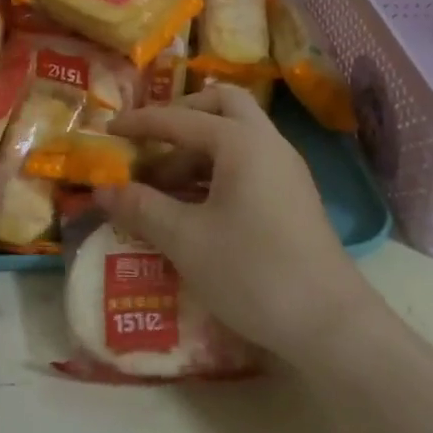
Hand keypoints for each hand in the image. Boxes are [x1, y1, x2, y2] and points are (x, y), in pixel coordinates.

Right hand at [100, 85, 372, 357]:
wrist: (331, 326)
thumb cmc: (252, 271)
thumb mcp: (184, 240)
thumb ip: (140, 207)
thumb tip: (102, 190)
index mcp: (240, 142)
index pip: (179, 119)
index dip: (139, 123)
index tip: (108, 131)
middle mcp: (268, 144)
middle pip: (222, 106)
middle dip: (181, 116)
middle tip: (151, 143)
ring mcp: (286, 171)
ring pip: (236, 137)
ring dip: (196, 150)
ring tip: (162, 187)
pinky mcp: (293, 198)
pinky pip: (248, 164)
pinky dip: (215, 171)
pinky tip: (193, 207)